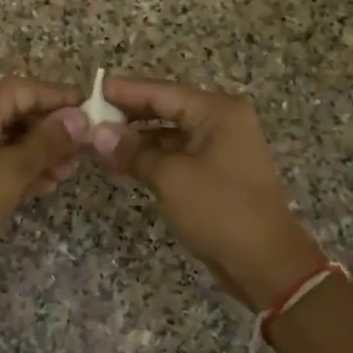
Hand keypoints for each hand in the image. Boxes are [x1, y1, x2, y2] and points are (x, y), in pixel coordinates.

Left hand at [0, 78, 87, 281]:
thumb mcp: (12, 172)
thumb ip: (48, 142)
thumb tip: (80, 118)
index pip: (27, 88)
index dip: (61, 101)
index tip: (93, 113)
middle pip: (14, 108)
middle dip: (49, 132)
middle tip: (80, 155)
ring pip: (2, 130)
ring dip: (33, 150)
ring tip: (64, 174)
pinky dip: (10, 160)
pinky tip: (39, 182)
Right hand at [92, 77, 322, 308]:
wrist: (264, 262)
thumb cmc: (219, 210)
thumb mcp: (171, 177)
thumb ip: (133, 151)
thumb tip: (98, 133)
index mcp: (217, 112)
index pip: (161, 91)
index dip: (124, 91)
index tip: (90, 90)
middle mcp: (221, 122)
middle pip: (165, 109)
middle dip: (127, 116)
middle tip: (88, 119)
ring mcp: (220, 148)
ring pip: (168, 134)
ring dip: (136, 141)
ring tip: (98, 147)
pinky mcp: (215, 173)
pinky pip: (176, 156)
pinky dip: (150, 160)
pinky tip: (120, 168)